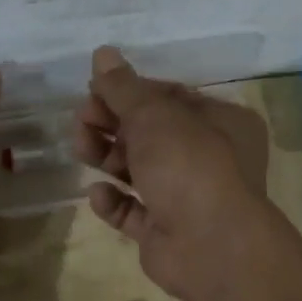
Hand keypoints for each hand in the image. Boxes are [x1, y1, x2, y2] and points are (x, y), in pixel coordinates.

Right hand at [73, 46, 271, 299]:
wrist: (210, 246)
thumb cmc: (189, 164)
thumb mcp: (153, 115)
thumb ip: (123, 87)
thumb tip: (102, 53)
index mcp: (221, 122)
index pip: (169, 98)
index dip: (130, 92)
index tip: (94, 91)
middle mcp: (209, 158)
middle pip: (151, 134)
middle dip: (112, 124)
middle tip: (81, 120)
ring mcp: (188, 198)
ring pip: (140, 171)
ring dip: (107, 157)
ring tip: (80, 149)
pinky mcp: (166, 232)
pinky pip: (134, 211)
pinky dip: (114, 202)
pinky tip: (98, 194)